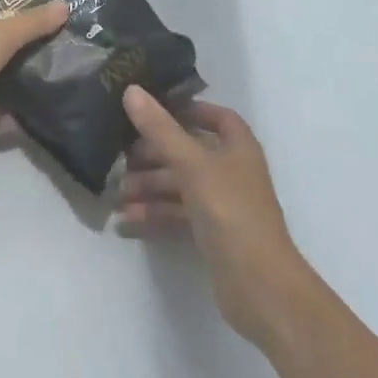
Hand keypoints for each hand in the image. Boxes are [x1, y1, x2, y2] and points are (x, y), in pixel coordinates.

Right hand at [117, 87, 320, 349]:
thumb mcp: (192, 165)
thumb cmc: (231, 212)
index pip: (216, 117)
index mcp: (238, 147)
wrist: (261, 288)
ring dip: (149, 187)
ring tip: (117, 195)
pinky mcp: (212, 236)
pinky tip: (126, 222)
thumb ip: (160, 129)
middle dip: (155, 154)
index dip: (187, 110)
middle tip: (121, 157)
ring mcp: (223, 206)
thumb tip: (132, 90)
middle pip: (189, 152)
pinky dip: (154, 216)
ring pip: (180, 186)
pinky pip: (178, 216)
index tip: (152, 110)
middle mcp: (232, 172)